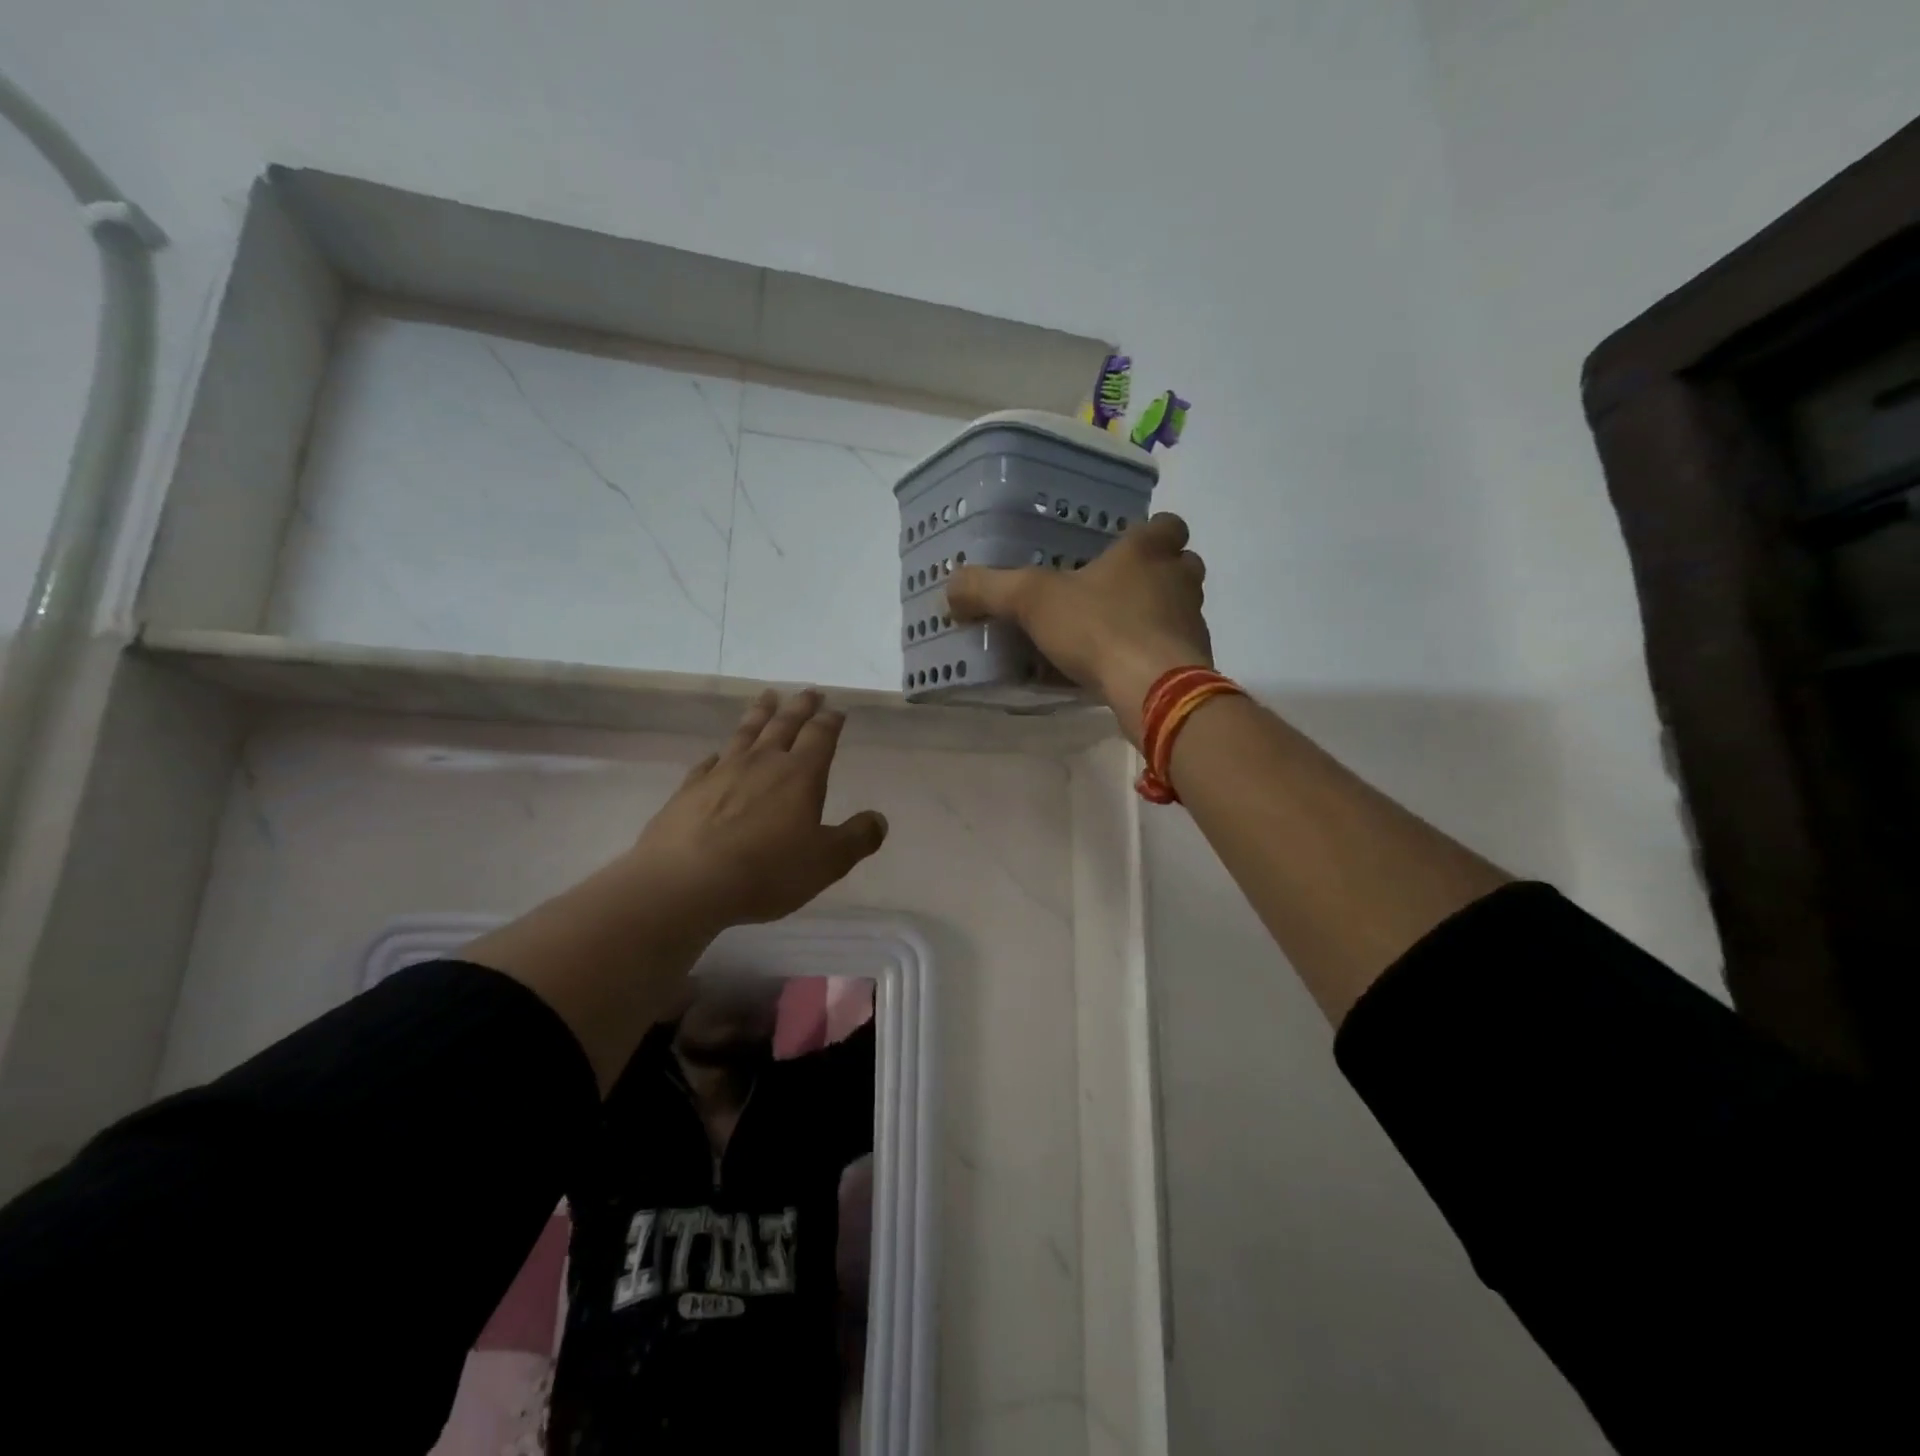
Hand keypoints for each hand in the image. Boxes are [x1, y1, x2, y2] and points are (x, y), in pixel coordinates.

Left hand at [623, 689, 889, 933]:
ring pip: (746, 733)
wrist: (686, 881)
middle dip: (800, 707)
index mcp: (800, 775)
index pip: (820, 736)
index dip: (830, 721)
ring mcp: (722, 772)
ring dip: (760, 713)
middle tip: (809, 692)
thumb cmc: (766, 871)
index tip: (836, 710)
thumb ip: (857, 839)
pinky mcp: (690, 789)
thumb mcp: (826, 862)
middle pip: (784, 724)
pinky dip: (718, 754)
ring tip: (768, 697)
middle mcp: (762, 763)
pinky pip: (709, 762)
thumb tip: (879, 819)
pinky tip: (717, 754)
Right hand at [947, 512, 1212, 741]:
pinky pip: (1177, 650)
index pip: (1167, 524)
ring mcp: (1192, 623)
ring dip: (1159, 615)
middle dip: (1159, 574)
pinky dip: (1157, 655)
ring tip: (1120, 633)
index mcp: (1146, 552)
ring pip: (1183, 608)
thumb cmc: (1098, 628)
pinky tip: (1126, 670)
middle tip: (1122, 590)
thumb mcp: (1031, 601)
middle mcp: (1178, 580)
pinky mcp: (1195, 663)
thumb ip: (989, 589)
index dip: (1152, 533)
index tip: (1127, 548)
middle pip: (1182, 565)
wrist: (1154, 688)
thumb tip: (950, 587)